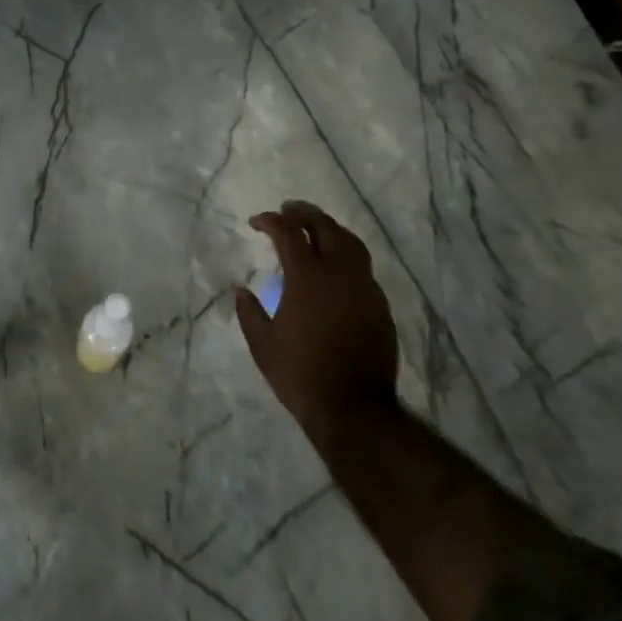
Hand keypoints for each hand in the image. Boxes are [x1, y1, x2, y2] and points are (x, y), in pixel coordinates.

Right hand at [234, 200, 399, 442]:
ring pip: (351, 243)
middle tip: (288, 211)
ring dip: (330, 229)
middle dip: (304, 214)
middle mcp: (339, 274)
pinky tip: (336, 269)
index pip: (288, 234)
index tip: (256, 222)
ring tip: (315, 231)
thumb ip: (249, 312)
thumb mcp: (263, 345)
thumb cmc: (301, 375)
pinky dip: (346, 256)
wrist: (354, 409)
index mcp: (307, 278)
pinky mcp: (380, 306)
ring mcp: (365, 288)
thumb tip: (241, 290)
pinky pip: (363, 268)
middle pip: (325, 227)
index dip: (271, 221)